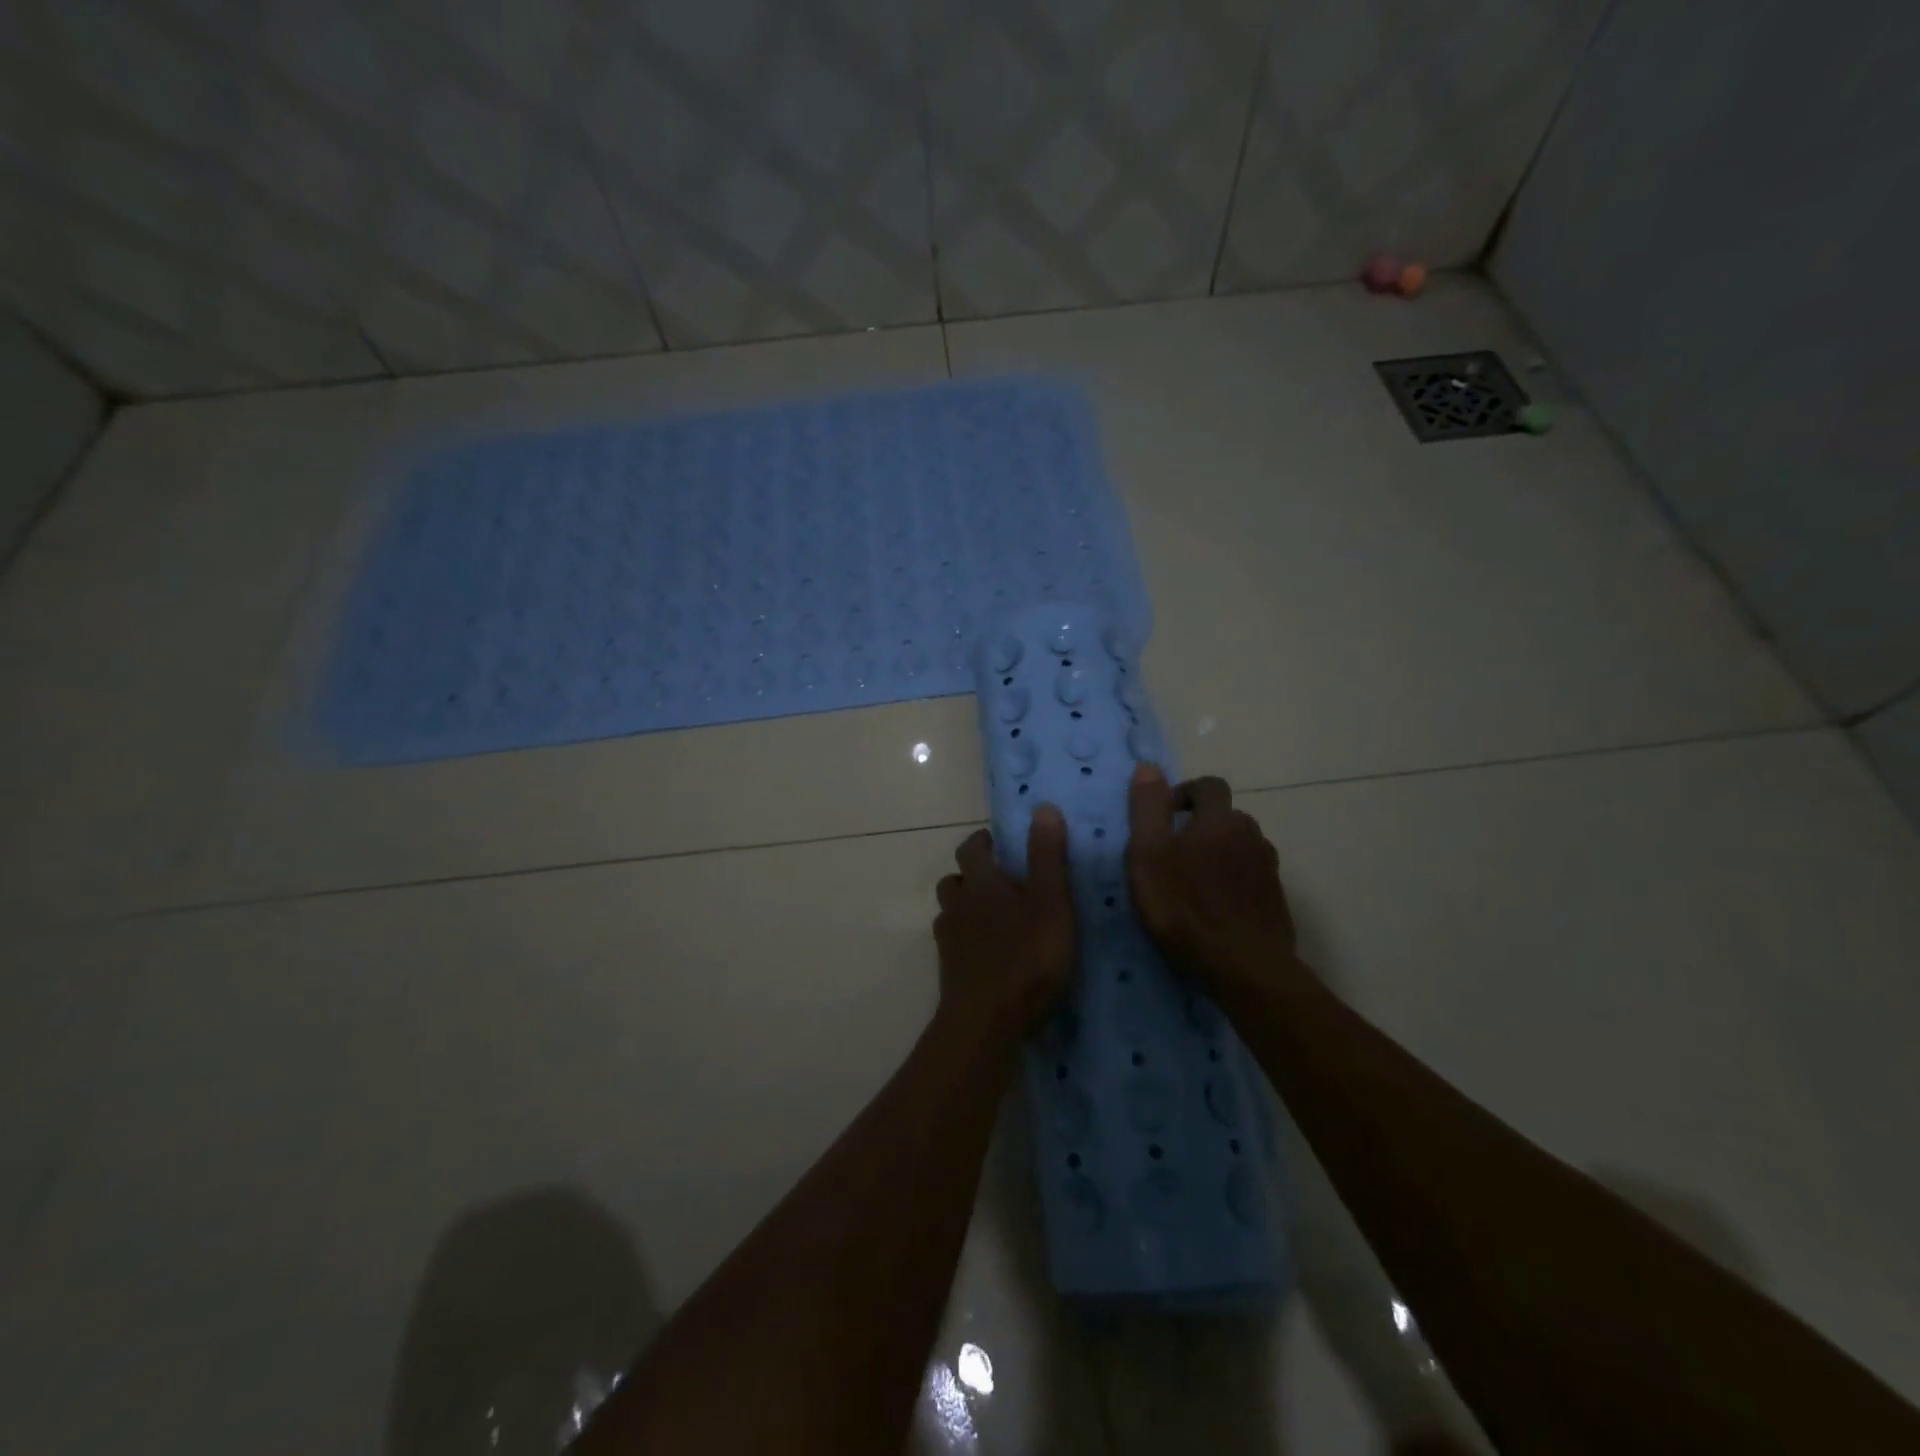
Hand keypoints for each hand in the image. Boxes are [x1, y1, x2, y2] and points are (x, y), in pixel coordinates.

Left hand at [934, 807, 1075, 1036]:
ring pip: (951, 911)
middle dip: (973, 874)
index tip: (1001, 844)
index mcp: (982, 882)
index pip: (972, 848)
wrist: (987, 1021)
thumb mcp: (1051, 902)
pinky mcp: (949, 971)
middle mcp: (958, 904)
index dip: (983, 842)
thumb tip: (1042, 807)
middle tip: (1002, 882)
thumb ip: (1046, 856)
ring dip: (967, 907)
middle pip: (955, 879)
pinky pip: (954, 943)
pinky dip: (967, 940)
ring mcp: (949, 939)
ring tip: (995, 918)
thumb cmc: (1027, 956)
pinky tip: (988, 954)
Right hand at [1126, 765, 1295, 995]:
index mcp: (1219, 820)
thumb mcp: (1148, 856)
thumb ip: (1147, 809)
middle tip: (1172, 856)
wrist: (1245, 969)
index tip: (1164, 817)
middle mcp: (1251, 835)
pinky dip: (1234, 883)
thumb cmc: (1185, 909)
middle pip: (1226, 817)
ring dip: (1219, 855)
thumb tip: (1148, 767)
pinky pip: (1251, 878)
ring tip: (1194, 885)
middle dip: (1200, 827)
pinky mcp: (1276, 900)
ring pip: (1240, 848)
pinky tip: (1217, 909)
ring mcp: (1268, 869)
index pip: (1209, 786)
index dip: (1185, 793)